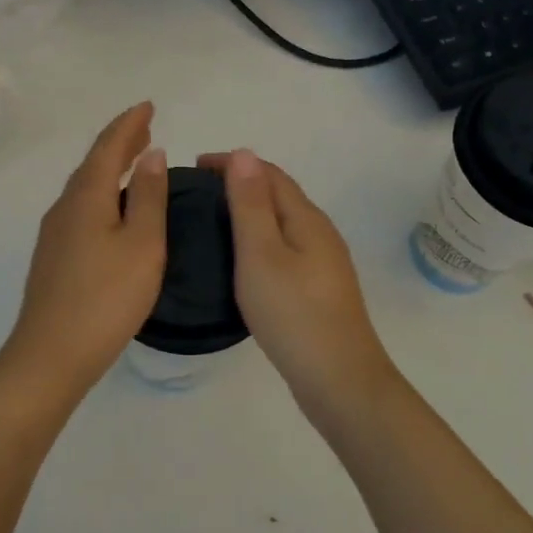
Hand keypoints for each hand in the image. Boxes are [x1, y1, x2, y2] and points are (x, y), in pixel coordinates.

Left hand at [5, 103, 168, 401]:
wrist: (52, 354)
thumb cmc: (106, 297)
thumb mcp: (142, 244)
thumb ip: (148, 197)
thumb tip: (151, 155)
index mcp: (86, 197)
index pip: (108, 147)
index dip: (129, 124)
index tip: (149, 106)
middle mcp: (64, 208)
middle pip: (92, 164)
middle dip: (119, 143)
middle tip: (145, 130)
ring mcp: (54, 234)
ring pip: (85, 188)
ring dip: (110, 170)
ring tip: (136, 163)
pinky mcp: (54, 258)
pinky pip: (81, 209)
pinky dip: (102, 195)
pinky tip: (114, 211)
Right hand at [197, 150, 400, 418]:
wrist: (338, 379)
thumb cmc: (293, 313)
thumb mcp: (261, 254)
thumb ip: (250, 205)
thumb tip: (243, 153)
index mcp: (307, 219)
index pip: (269, 174)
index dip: (233, 163)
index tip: (194, 167)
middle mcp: (320, 233)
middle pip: (279, 195)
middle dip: (241, 184)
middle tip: (198, 194)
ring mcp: (323, 263)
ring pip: (283, 223)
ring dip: (250, 212)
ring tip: (213, 222)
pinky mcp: (319, 289)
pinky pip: (285, 248)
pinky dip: (260, 240)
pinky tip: (243, 261)